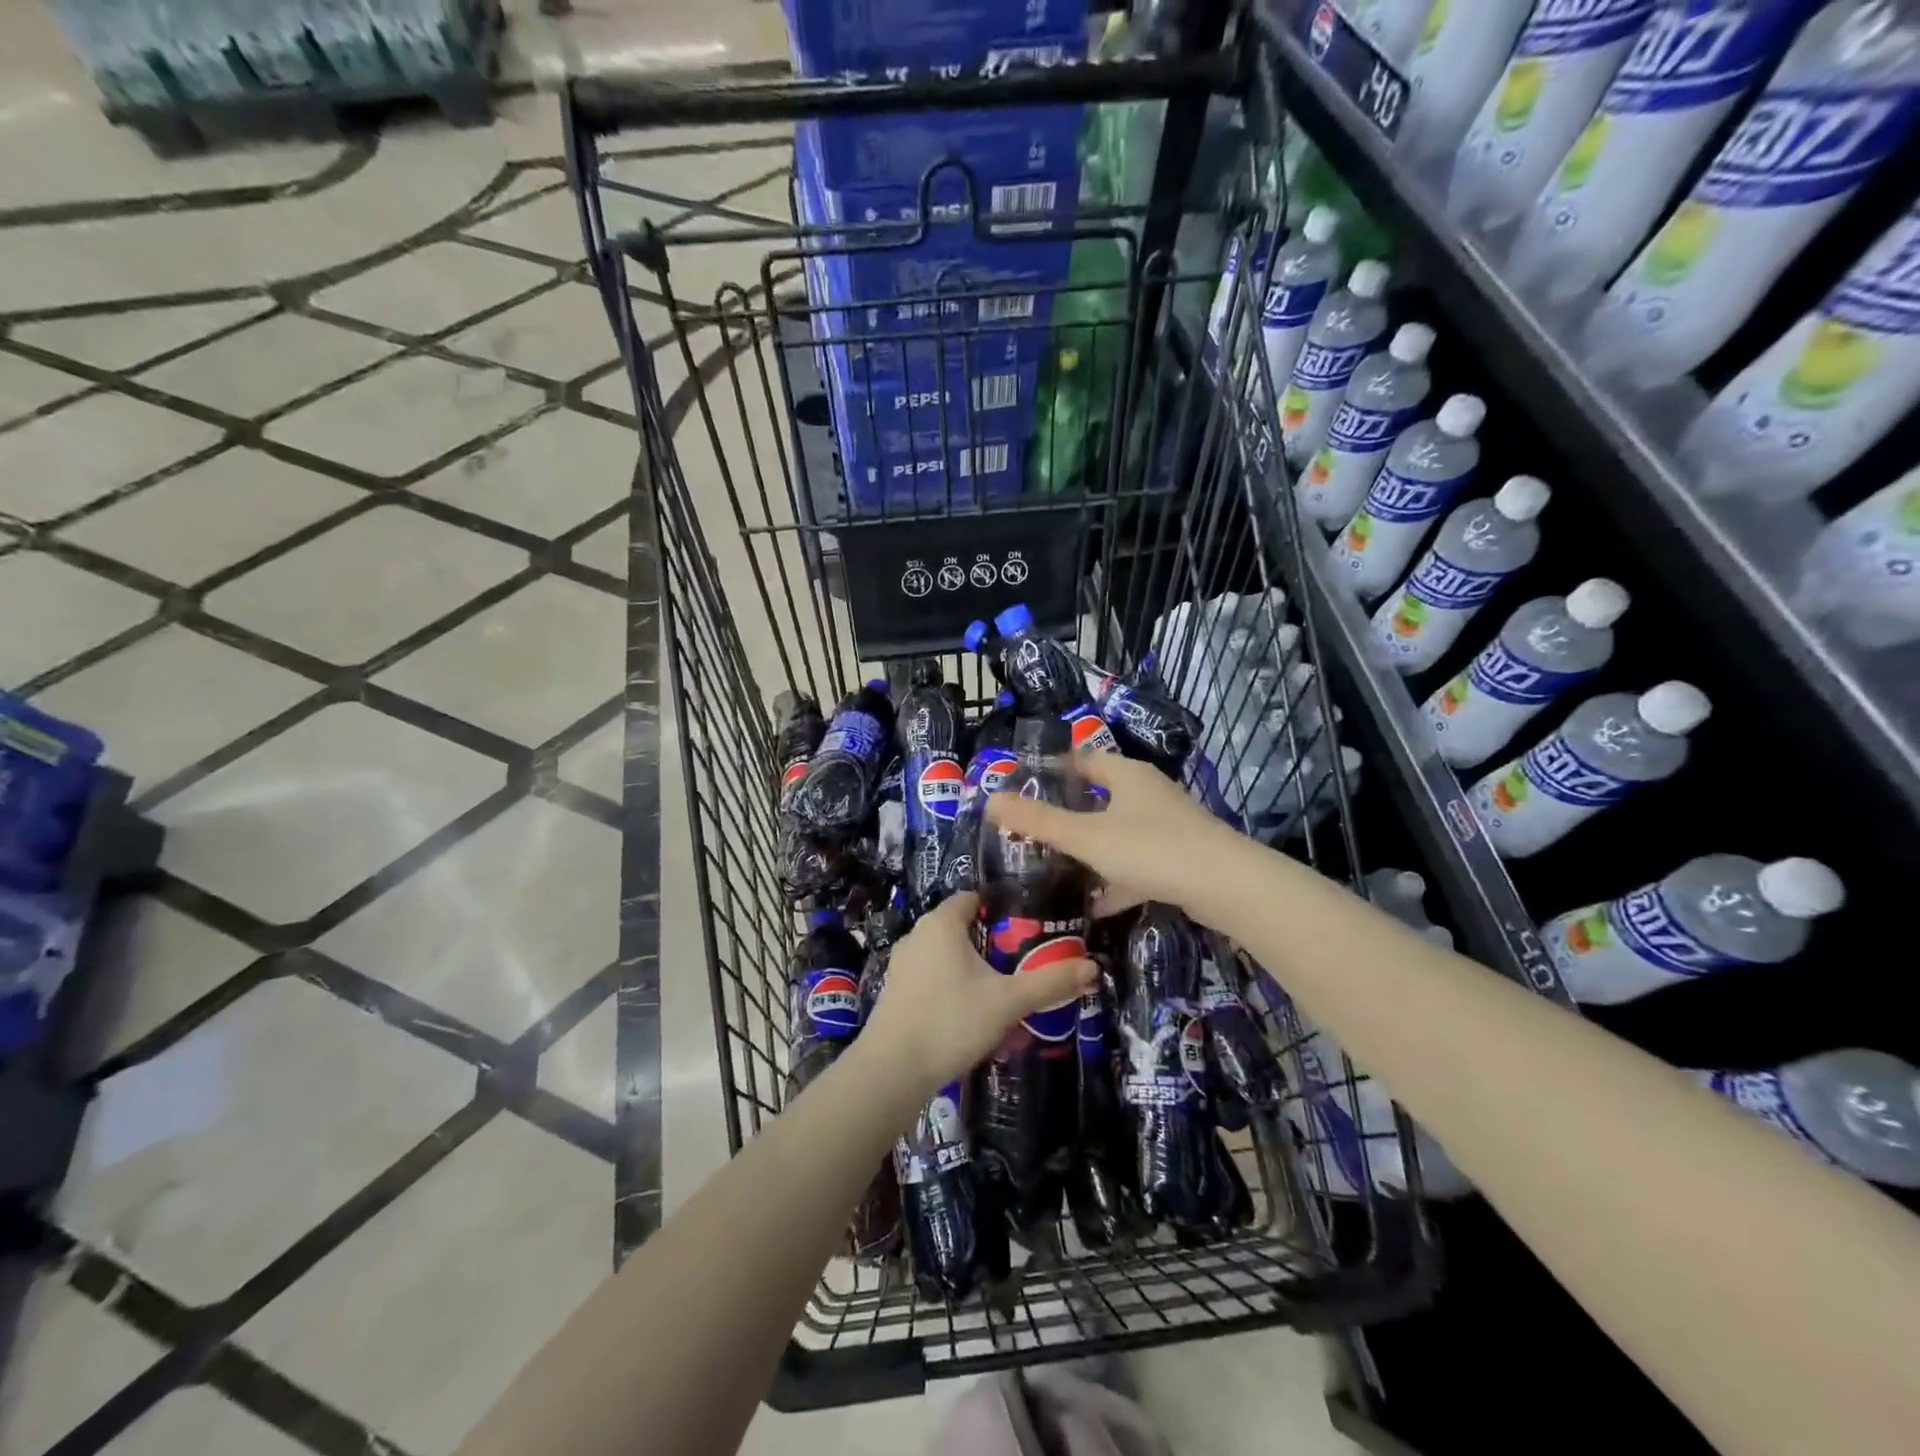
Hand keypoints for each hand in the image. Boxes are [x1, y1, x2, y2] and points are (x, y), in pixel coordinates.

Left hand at [859, 891, 1096, 1097]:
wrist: (893, 1070)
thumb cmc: (951, 1020)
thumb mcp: (1008, 1001)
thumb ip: (1049, 982)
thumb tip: (1093, 967)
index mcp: (942, 923)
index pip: (973, 898)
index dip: (1001, 907)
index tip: (1029, 926)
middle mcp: (918, 935)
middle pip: (961, 926)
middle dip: (991, 941)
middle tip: (1023, 961)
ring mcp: (903, 964)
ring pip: (946, 954)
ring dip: (972, 966)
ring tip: (1002, 988)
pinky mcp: (896, 991)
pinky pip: (932, 976)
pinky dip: (953, 985)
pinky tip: (971, 1012)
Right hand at [985, 751, 1245, 919]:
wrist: (1225, 886)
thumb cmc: (1151, 848)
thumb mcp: (1086, 836)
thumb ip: (1039, 821)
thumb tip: (990, 801)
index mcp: (1126, 775)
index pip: (1083, 760)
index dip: (1053, 770)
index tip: (1024, 787)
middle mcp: (1147, 793)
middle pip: (1100, 796)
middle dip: (1069, 813)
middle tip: (1034, 830)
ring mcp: (1166, 825)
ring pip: (1118, 832)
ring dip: (1091, 849)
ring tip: (1056, 866)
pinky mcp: (1178, 858)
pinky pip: (1136, 863)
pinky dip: (1115, 879)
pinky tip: (1094, 905)